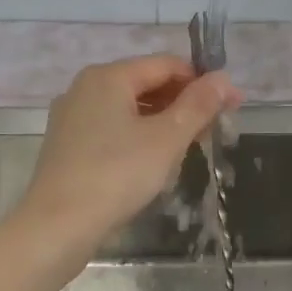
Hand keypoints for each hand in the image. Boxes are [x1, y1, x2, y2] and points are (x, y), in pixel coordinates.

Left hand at [18, 55, 238, 261]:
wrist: (58, 225)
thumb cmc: (116, 175)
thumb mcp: (167, 139)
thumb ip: (198, 105)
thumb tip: (223, 77)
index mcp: (108, 77)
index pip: (166, 64)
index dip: (203, 82)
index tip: (233, 104)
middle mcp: (85, 88)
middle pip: (146, 84)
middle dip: (184, 103)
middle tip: (214, 130)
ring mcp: (72, 118)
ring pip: (129, 109)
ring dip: (164, 122)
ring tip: (190, 147)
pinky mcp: (68, 146)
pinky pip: (112, 130)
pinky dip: (139, 137)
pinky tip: (155, 162)